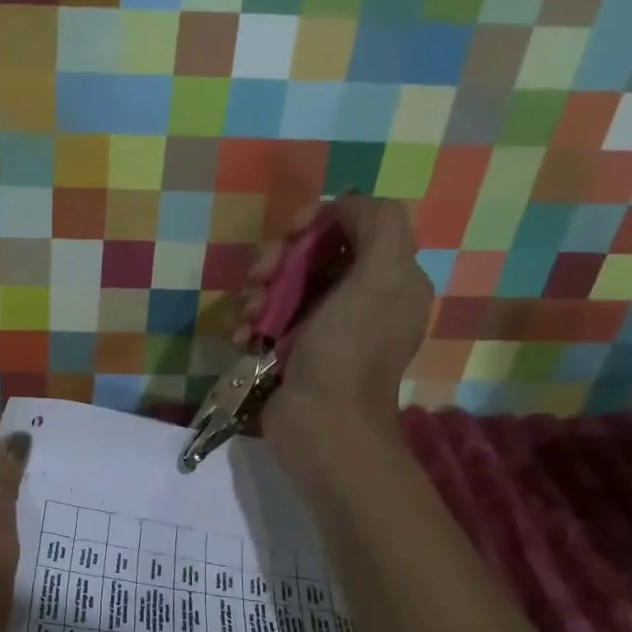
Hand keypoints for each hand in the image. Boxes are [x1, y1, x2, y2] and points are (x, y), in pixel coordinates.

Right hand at [235, 196, 431, 475]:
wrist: (321, 426)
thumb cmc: (348, 352)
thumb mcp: (380, 278)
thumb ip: (378, 225)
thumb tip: (345, 205)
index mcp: (389, 277)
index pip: (352, 224)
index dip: (318, 220)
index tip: (290, 232)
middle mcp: (359, 297)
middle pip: (312, 252)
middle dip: (278, 259)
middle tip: (258, 278)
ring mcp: (323, 326)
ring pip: (283, 284)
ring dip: (257, 293)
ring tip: (248, 316)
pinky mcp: (292, 349)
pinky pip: (267, 318)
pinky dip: (251, 322)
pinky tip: (242, 336)